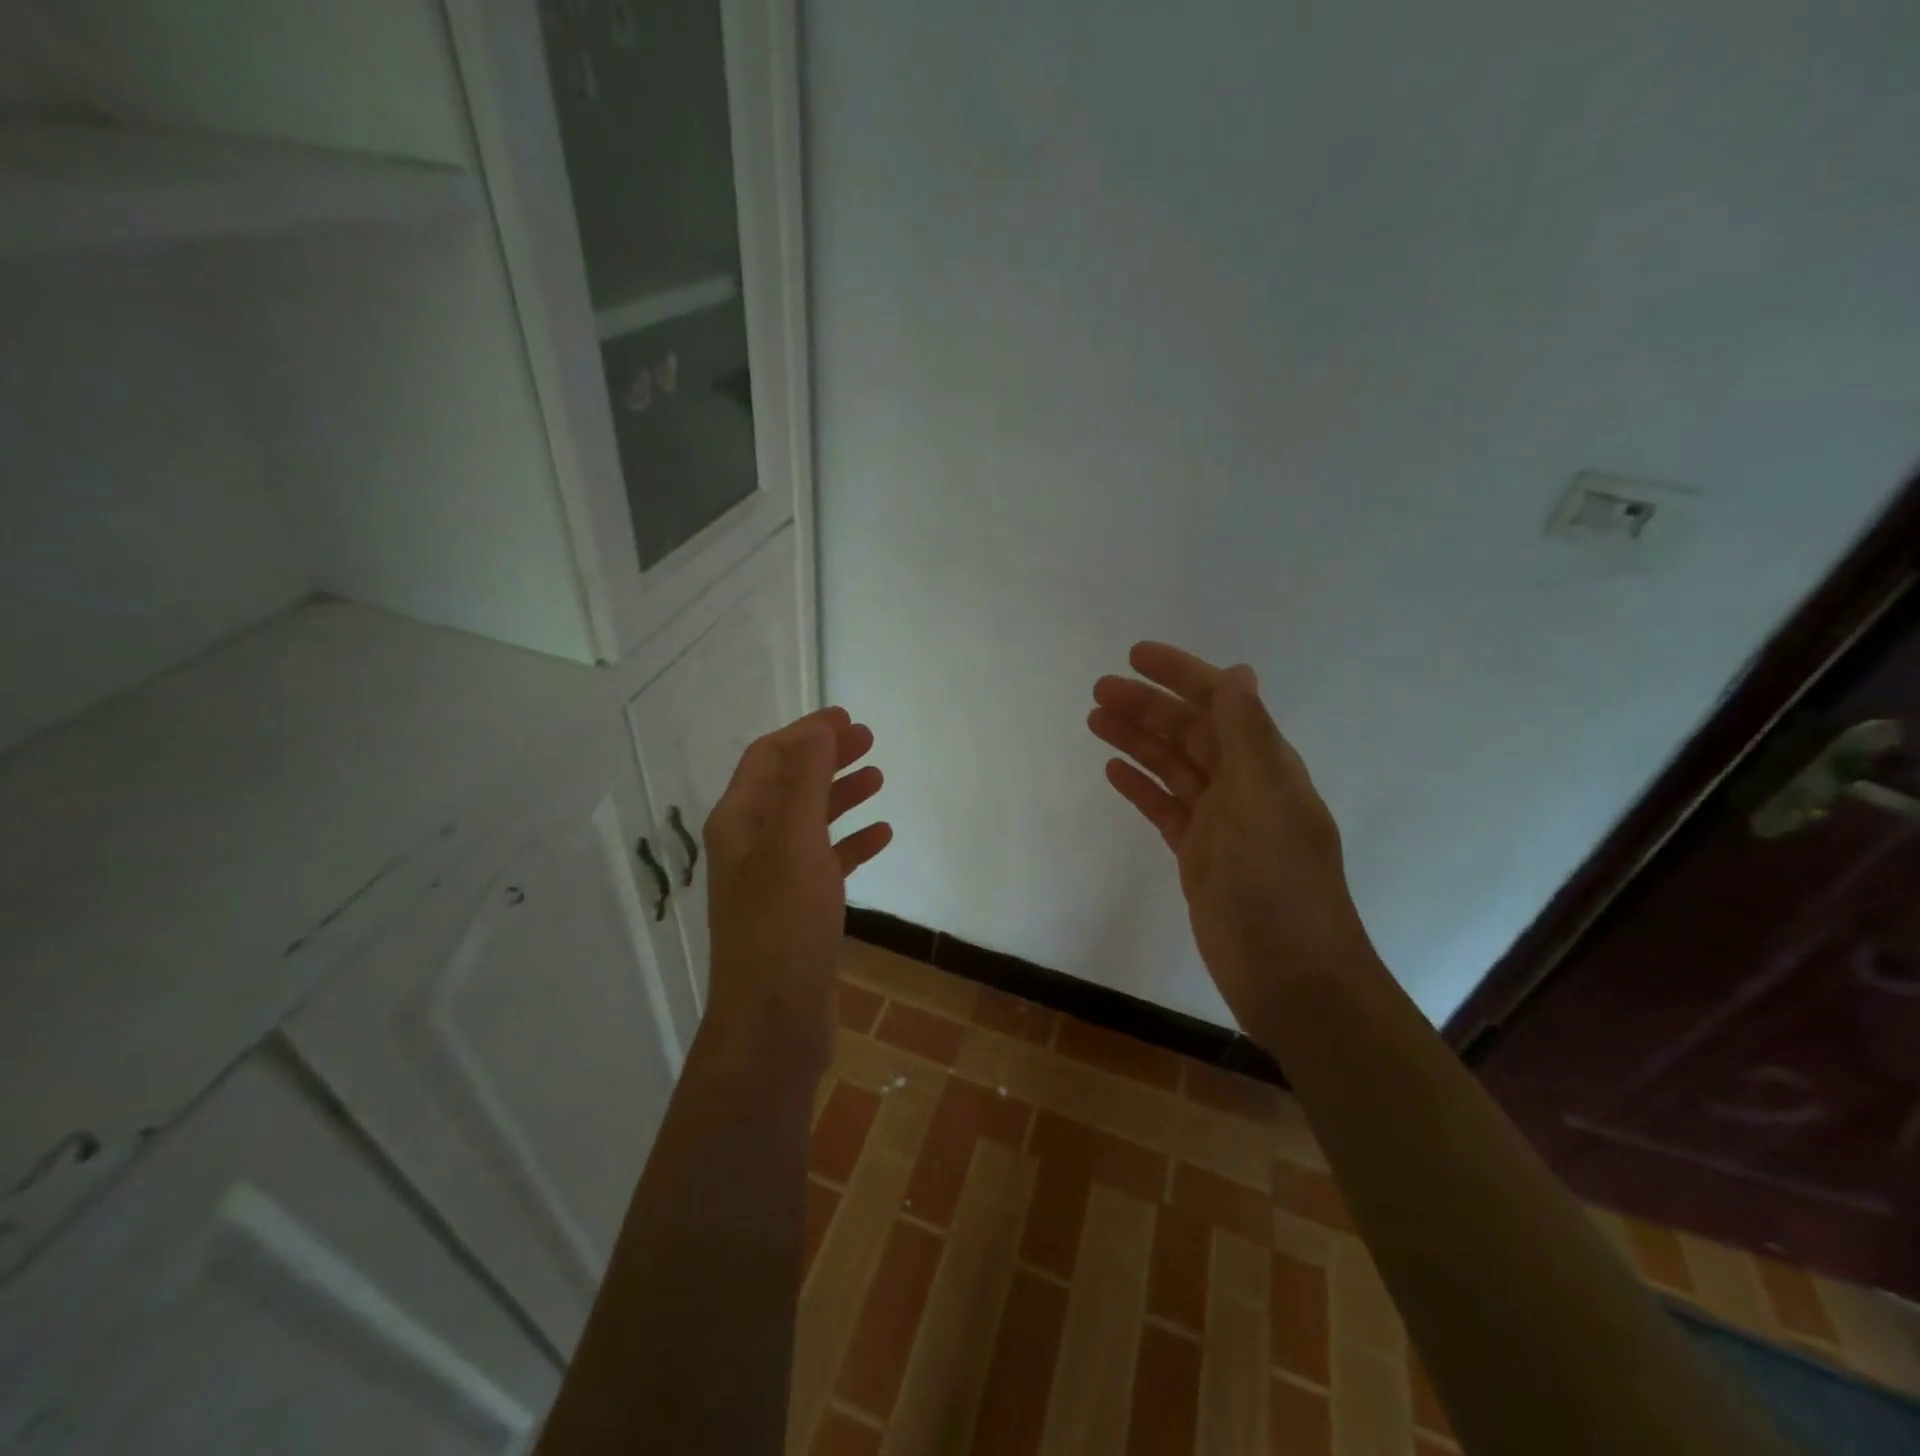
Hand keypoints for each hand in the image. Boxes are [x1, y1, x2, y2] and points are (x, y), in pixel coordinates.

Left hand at [702, 707, 891, 1076]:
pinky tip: (882, 836)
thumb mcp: (795, 844)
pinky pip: (826, 862)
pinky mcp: (798, 910)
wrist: (774, 1023)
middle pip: (790, 785)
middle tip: (869, 742)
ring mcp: (774, 879)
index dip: (805, 733)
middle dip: (826, 759)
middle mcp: (751, 845)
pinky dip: (851, 843)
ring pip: (810, 821)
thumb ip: (806, 782)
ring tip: (879, 779)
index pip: (768, 758)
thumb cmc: (782, 926)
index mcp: (739, 823)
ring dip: (841, 796)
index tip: (848, 720)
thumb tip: (817, 727)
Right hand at [1089, 642, 1379, 1035]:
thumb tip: (1237, 673)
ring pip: (1172, 768)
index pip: (1220, 704)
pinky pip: (1165, 808)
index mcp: (1265, 767)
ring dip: (1138, 741)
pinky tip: (1113, 771)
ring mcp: (1221, 824)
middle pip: (1189, 733)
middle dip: (1147, 707)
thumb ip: (1246, 736)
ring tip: (1095, 720)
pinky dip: (1141, 787)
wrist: (1291, 979)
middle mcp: (1244, 787)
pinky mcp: (1199, 857)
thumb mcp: (1262, 801)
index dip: (1180, 675)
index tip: (1135, 655)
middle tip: (1098, 690)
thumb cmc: (1277, 886)